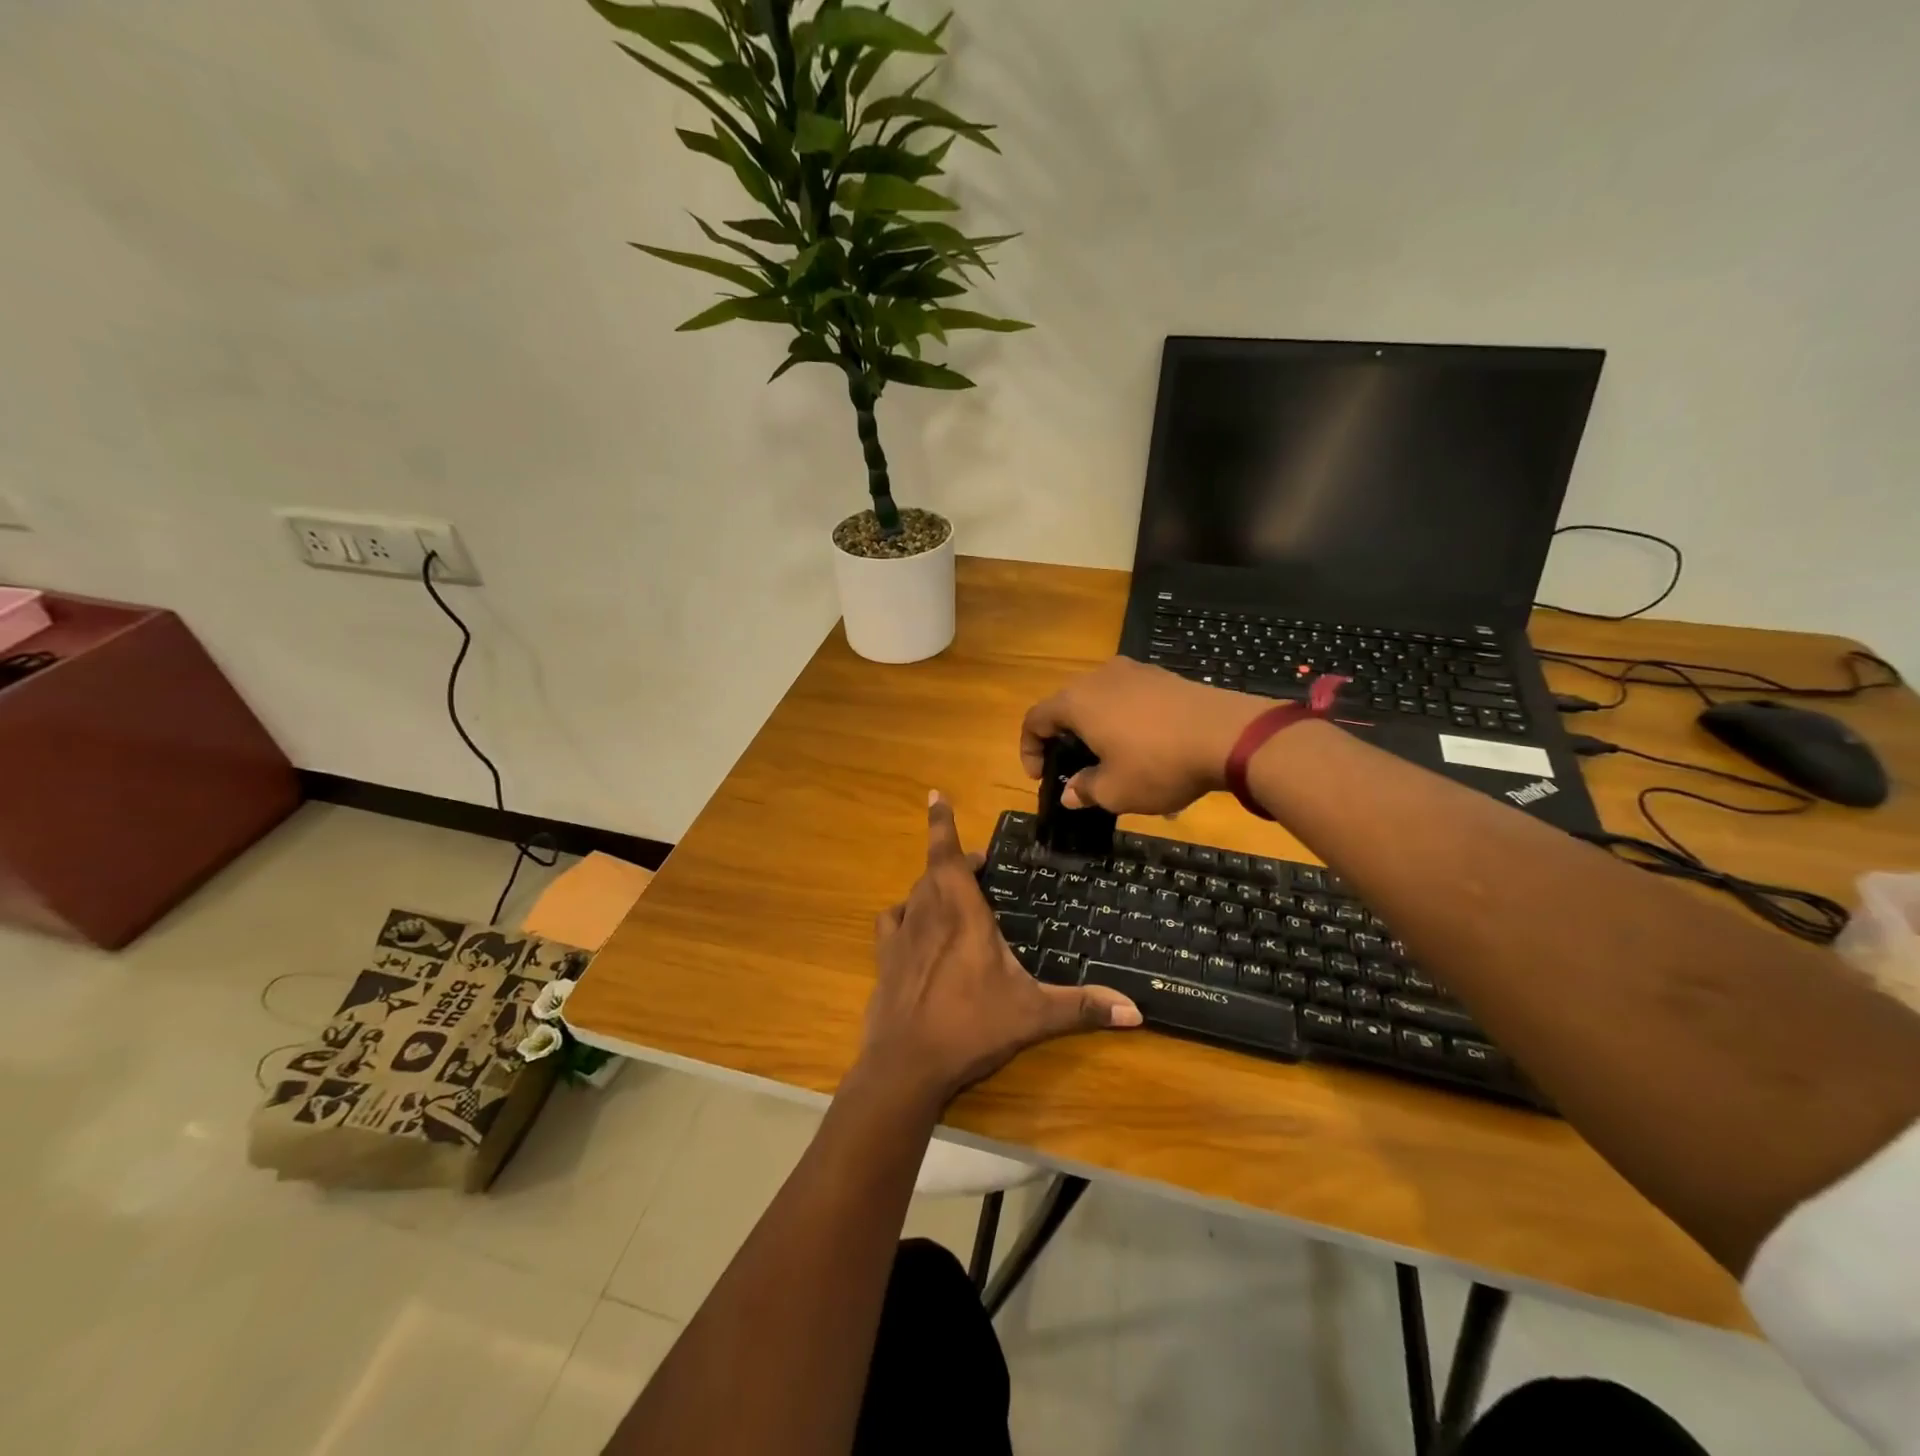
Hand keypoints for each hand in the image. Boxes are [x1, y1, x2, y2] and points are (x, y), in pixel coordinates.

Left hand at [856, 792, 1141, 1110]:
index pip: (947, 856)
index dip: (941, 823)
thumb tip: (1137, 1011)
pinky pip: (891, 921)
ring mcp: (901, 936)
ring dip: (932, 887)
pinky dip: (904, 914)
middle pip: (935, 872)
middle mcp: (928, 914)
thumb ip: (1082, 1007)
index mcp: (962, 914)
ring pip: (914, 894)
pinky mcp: (884, 959)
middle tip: (977, 866)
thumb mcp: (1033, 1016)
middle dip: (954, 862)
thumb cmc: (971, 1028)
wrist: (906, 1065)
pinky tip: (914, 926)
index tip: (934, 794)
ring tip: (952, 895)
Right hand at [1020, 657, 1268, 815]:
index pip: (1035, 719)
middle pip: (1067, 706)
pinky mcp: (1163, 677)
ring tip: (1113, 760)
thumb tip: (1070, 792)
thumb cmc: (1158, 764)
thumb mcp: (1116, 791)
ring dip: (1097, 729)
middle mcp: (1099, 678)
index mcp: (1077, 702)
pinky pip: (1130, 698)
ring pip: (1100, 700)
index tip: (1042, 777)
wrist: (1229, 735)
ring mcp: (1135, 672)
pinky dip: (1125, 721)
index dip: (1030, 749)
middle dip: (1064, 739)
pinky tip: (1147, 748)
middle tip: (1075, 769)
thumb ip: (1085, 790)